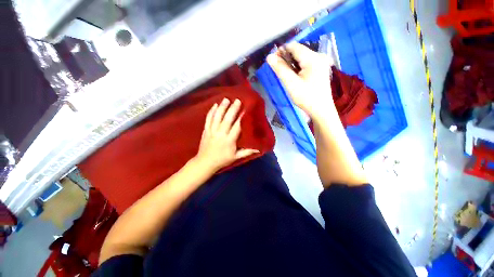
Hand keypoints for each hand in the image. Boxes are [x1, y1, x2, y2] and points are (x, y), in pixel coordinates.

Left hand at [194, 98, 258, 172]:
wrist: (205, 162)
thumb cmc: (222, 160)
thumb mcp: (236, 157)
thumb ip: (247, 152)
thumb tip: (259, 149)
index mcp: (229, 140)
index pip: (237, 126)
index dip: (241, 117)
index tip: (246, 109)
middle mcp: (221, 133)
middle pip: (227, 119)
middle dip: (233, 109)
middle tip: (237, 100)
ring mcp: (212, 131)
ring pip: (217, 117)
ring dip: (222, 107)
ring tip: (226, 99)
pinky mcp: (206, 130)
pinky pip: (208, 119)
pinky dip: (211, 111)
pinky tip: (215, 105)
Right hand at [267, 42, 334, 116]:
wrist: (321, 110)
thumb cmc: (306, 97)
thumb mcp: (291, 84)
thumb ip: (280, 69)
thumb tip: (269, 57)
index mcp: (313, 58)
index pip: (293, 46)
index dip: (281, 51)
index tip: (273, 63)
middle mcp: (319, 56)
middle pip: (298, 51)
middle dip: (286, 59)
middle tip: (279, 72)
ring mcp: (321, 62)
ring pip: (301, 57)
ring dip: (291, 64)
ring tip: (286, 76)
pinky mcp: (320, 68)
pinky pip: (306, 63)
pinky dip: (298, 67)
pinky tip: (295, 77)